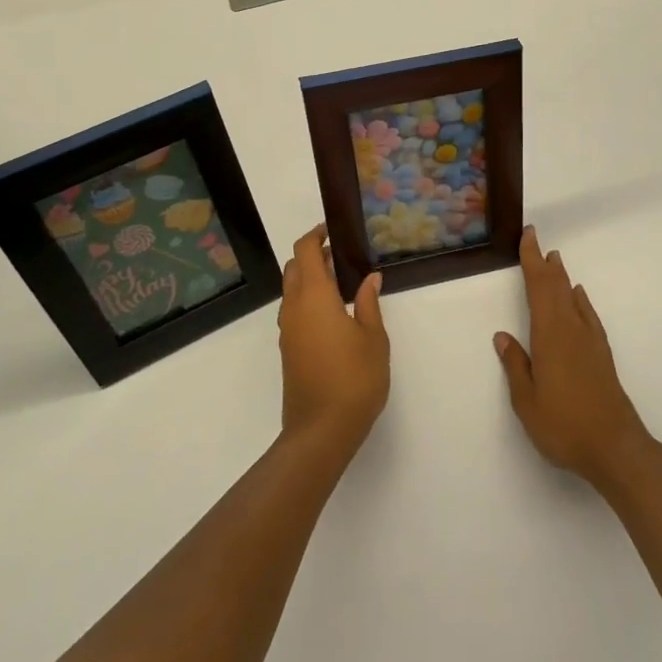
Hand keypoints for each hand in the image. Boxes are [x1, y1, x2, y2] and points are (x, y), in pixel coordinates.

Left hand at [279, 224, 389, 452]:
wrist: (321, 430)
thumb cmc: (354, 378)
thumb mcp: (373, 338)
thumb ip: (368, 304)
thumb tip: (370, 278)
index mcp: (314, 296)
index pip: (305, 251)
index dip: (316, 236)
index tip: (332, 231)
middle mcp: (294, 308)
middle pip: (294, 268)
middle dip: (313, 256)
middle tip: (341, 258)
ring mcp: (288, 330)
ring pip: (291, 291)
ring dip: (309, 279)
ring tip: (341, 285)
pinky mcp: (288, 350)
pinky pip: (293, 312)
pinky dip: (308, 300)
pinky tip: (333, 314)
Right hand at [495, 227, 652, 489]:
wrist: (615, 447)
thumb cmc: (564, 425)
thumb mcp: (527, 401)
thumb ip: (515, 365)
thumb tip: (503, 336)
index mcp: (549, 335)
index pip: (538, 288)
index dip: (532, 260)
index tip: (528, 236)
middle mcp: (571, 330)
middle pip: (556, 288)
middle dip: (545, 263)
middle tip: (537, 240)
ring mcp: (590, 341)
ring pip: (573, 299)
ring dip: (562, 278)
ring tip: (556, 261)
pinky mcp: (602, 355)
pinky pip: (588, 315)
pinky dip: (581, 301)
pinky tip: (578, 298)